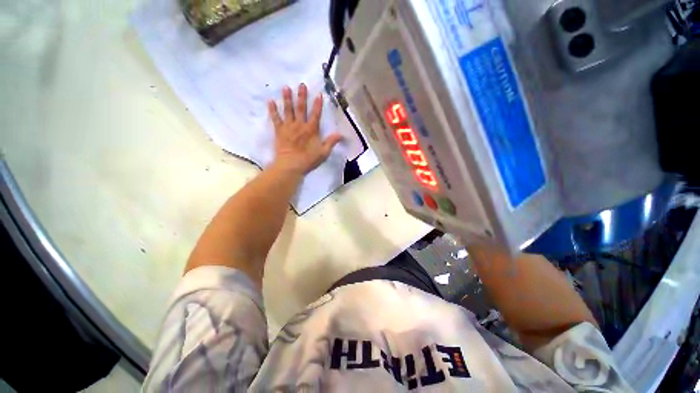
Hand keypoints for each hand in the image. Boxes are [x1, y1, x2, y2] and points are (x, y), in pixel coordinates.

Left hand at [268, 84, 342, 175]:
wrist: (291, 165)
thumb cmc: (308, 160)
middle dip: (302, 96)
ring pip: (288, 110)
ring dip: (287, 99)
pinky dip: (273, 110)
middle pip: (301, 108)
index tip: (319, 94)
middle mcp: (300, 125)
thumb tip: (341, 134)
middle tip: (301, 84)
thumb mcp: (323, 152)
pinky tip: (270, 101)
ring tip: (286, 87)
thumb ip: (331, 142)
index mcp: (311, 130)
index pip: (316, 114)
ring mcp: (288, 127)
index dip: (318, 105)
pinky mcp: (279, 131)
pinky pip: (275, 118)